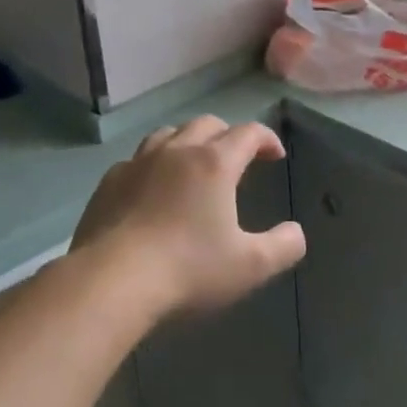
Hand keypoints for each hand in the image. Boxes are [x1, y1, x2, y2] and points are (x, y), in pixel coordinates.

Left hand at [71, 116, 306, 323]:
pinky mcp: (109, 182)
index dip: (266, 138)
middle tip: (238, 157)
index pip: (248, 133)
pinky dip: (153, 164)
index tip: (275, 154)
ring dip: (188, 141)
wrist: (111, 281)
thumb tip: (296, 233)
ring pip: (168, 133)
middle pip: (207, 124)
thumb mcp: (250, 266)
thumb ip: (283, 246)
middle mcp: (176, 151)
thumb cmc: (188, 270)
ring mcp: (138, 163)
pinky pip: (137, 159)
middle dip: (228, 134)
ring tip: (194, 163)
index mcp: (214, 163)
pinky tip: (152, 187)